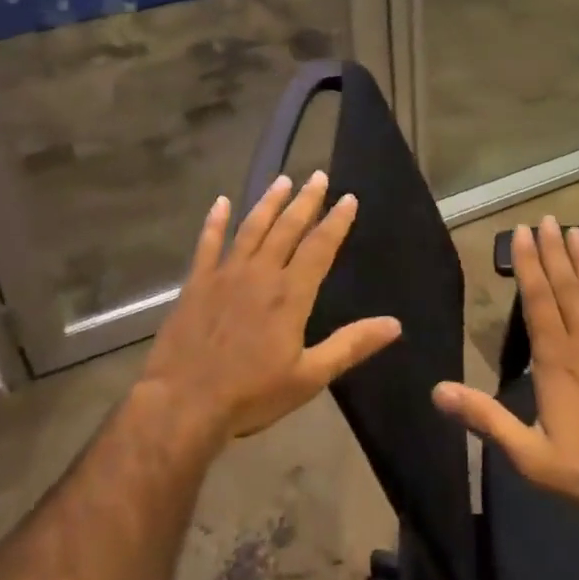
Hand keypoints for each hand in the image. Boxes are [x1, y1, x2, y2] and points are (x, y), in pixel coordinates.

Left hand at [141, 172, 400, 444]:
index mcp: (291, 294)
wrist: (184, 404)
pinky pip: (207, 244)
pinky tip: (221, 203)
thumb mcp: (310, 376)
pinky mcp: (196, 283)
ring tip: (282, 180)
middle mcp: (261, 273)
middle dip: (305, 200)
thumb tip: (394, 324)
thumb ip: (351, 345)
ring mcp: (225, 274)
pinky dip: (214, 222)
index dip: (336, 221)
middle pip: (287, 228)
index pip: (320, 247)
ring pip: (251, 228)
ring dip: (268, 202)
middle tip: (317, 175)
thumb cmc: (251, 394)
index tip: (348, 198)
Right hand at [432, 218, 578, 529]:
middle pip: (566, 286)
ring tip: (575, 231)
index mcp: (556, 359)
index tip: (520, 233)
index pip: (537, 299)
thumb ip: (485, 419)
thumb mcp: (529, 455)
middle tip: (545, 219)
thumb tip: (438, 391)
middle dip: (553, 250)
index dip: (527, 264)